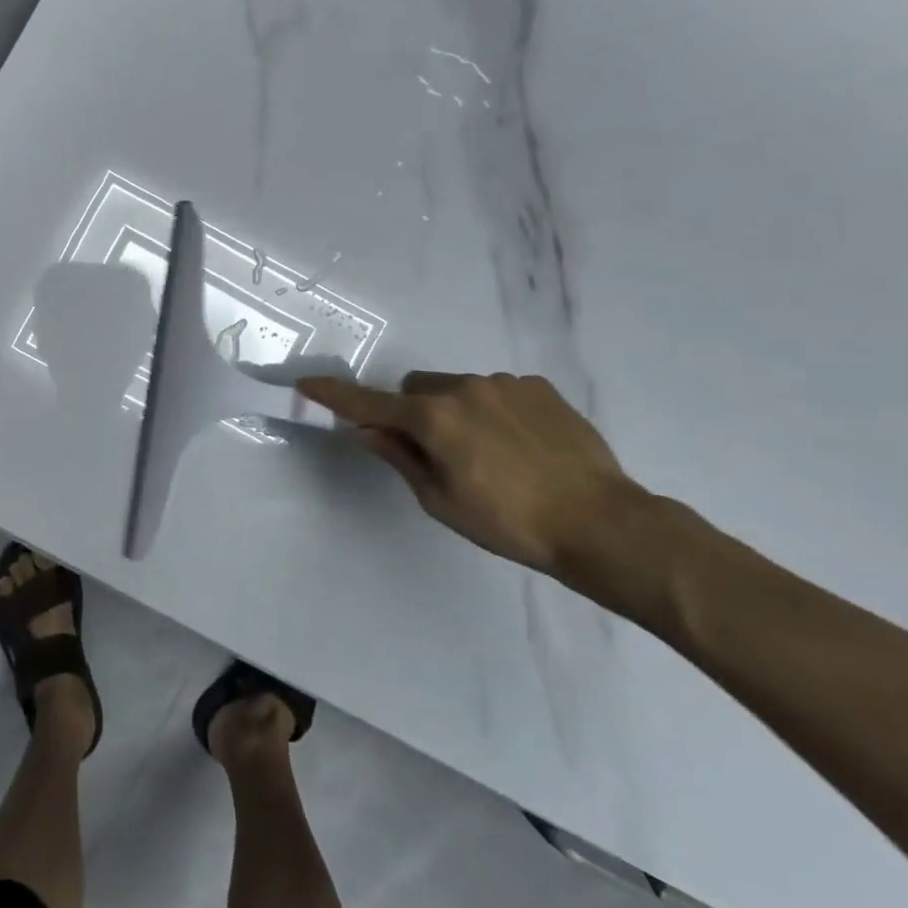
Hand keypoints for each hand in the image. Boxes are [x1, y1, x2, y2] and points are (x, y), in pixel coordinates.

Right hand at [297, 371, 644, 577]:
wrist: (601, 523)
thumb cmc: (509, 523)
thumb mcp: (441, 500)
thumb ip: (399, 458)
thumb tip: (364, 431)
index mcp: (434, 418)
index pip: (369, 403)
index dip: (335, 395)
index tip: (306, 383)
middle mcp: (463, 388)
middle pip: (415, 389)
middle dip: (412, 412)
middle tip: (435, 452)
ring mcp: (504, 383)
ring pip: (457, 388)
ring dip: (455, 411)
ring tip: (491, 455)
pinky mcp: (539, 387)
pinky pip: (496, 390)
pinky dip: (492, 410)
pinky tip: (521, 446)